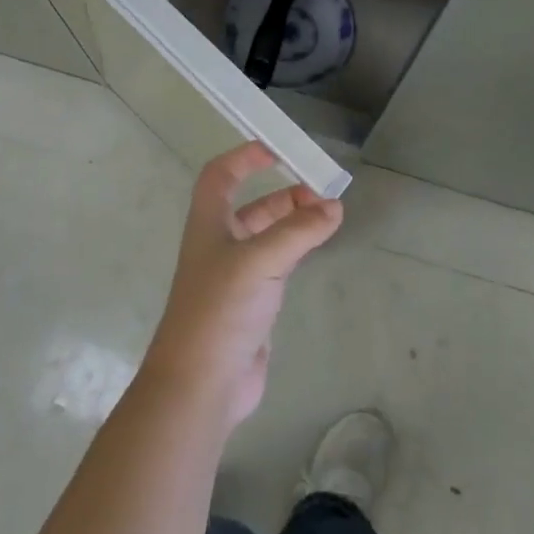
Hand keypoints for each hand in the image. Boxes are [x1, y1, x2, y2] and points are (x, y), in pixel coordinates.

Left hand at [141, 143, 343, 427]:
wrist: (201, 383)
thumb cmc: (220, 310)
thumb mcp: (260, 261)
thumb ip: (298, 232)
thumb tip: (333, 207)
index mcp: (209, 225)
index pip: (220, 176)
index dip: (244, 158)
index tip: (279, 149)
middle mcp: (219, 245)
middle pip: (251, 206)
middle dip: (284, 194)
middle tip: (322, 194)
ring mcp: (235, 276)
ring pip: (267, 236)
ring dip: (294, 222)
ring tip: (329, 216)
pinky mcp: (251, 304)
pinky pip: (277, 265)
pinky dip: (297, 250)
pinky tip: (317, 249)